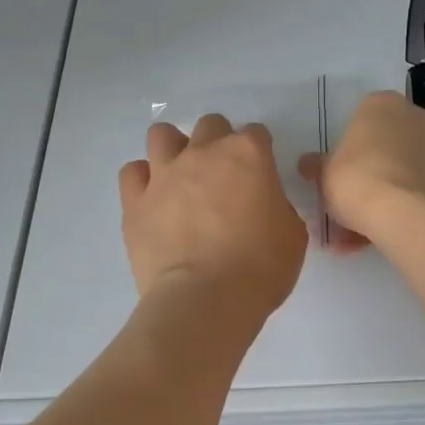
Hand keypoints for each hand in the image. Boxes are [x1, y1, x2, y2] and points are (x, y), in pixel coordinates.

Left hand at [118, 114, 308, 319]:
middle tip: (222, 176)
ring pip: (162, 134)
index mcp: (248, 154)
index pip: (257, 134)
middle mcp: (204, 152)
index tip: (260, 176)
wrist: (205, 300)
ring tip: (181, 176)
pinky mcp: (135, 200)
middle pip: (210, 125)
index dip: (260, 153)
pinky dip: (142, 180)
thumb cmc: (260, 268)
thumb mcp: (292, 234)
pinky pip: (132, 172)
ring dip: (174, 149)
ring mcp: (165, 173)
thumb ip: (277, 206)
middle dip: (218, 142)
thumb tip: (263, 204)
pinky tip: (152, 199)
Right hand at [298, 90, 424, 250]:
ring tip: (354, 237)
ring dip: (379, 198)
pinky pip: (414, 191)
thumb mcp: (324, 173)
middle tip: (343, 205)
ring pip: (398, 172)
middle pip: (381, 147)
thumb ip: (317, 166)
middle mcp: (413, 117)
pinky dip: (398, 209)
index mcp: (381, 104)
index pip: (359, 120)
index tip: (334, 176)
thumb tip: (307, 164)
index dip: (344, 151)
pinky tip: (375, 238)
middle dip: (363, 176)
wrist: (409, 215)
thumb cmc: (358, 180)